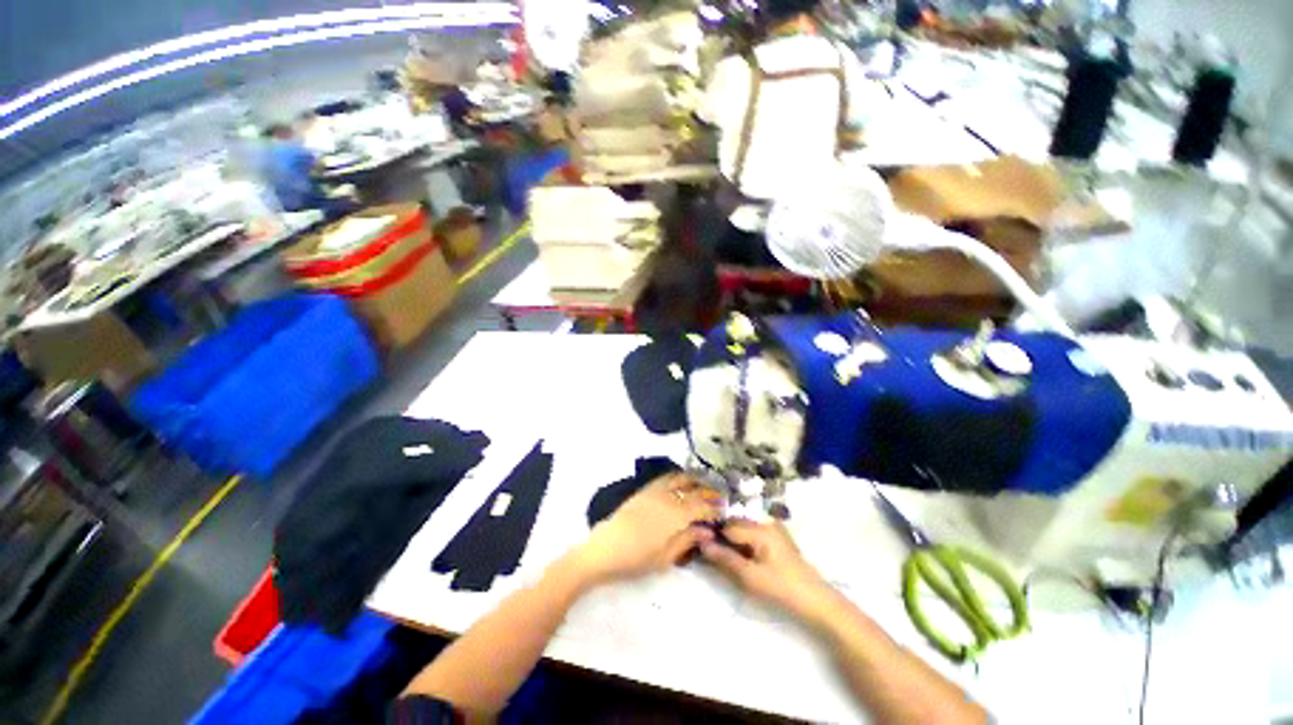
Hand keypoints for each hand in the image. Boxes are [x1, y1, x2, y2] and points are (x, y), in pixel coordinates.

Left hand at [571, 473, 720, 584]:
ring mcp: (655, 490)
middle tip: (719, 497)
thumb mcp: (666, 557)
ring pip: (680, 478)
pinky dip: (679, 477)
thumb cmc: (637, 558)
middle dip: (709, 492)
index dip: (715, 508)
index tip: (724, 511)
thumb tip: (707, 531)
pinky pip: (666, 478)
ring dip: (695, 480)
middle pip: (694, 489)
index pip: (702, 506)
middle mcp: (668, 497)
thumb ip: (687, 540)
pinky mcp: (644, 490)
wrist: (605, 548)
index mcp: (676, 514)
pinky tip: (682, 483)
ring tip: (704, 485)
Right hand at [701, 520, 833, 619]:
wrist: (817, 602)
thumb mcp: (750, 577)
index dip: (712, 535)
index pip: (727, 525)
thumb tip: (701, 543)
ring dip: (730, 540)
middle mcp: (764, 521)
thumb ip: (725, 559)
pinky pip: (751, 533)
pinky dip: (741, 543)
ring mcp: (771, 528)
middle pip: (734, 524)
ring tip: (720, 557)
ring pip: (741, 528)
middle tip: (707, 554)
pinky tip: (737, 557)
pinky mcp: (775, 537)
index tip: (698, 545)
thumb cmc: (782, 589)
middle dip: (720, 537)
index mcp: (759, 527)